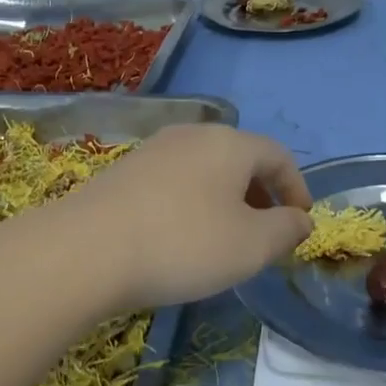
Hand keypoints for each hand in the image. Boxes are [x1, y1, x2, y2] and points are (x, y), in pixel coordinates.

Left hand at [65, 126, 312, 309]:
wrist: (84, 251)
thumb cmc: (182, 244)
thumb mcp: (250, 246)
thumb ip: (286, 230)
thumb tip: (301, 220)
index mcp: (230, 143)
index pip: (278, 155)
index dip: (296, 188)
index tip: (300, 223)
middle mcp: (192, 135)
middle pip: (240, 159)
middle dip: (261, 195)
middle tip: (266, 234)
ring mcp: (154, 149)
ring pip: (206, 170)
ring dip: (226, 200)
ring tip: (225, 239)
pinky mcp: (124, 171)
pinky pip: (175, 181)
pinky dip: (193, 203)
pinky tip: (181, 237)